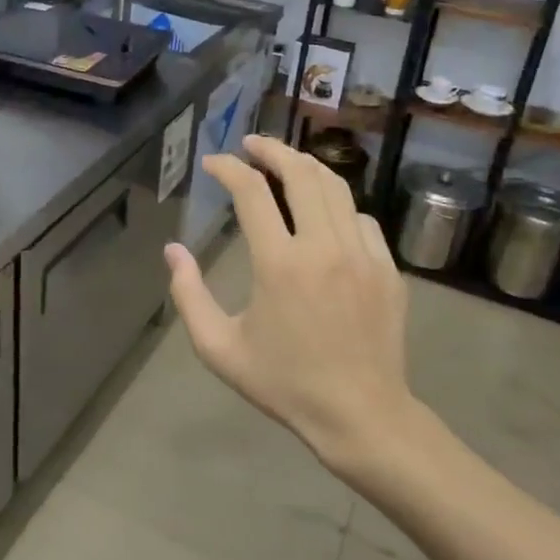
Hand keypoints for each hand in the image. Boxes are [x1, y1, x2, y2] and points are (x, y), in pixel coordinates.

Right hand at [164, 134, 410, 467]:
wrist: (361, 414)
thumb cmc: (284, 383)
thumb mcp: (219, 348)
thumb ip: (188, 295)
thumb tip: (173, 250)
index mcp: (279, 263)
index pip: (251, 193)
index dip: (228, 169)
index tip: (213, 163)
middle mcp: (323, 246)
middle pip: (300, 173)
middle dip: (272, 149)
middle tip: (251, 144)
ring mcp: (362, 254)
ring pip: (336, 188)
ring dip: (306, 167)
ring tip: (285, 162)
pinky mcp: (387, 268)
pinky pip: (361, 218)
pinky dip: (337, 205)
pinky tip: (324, 213)